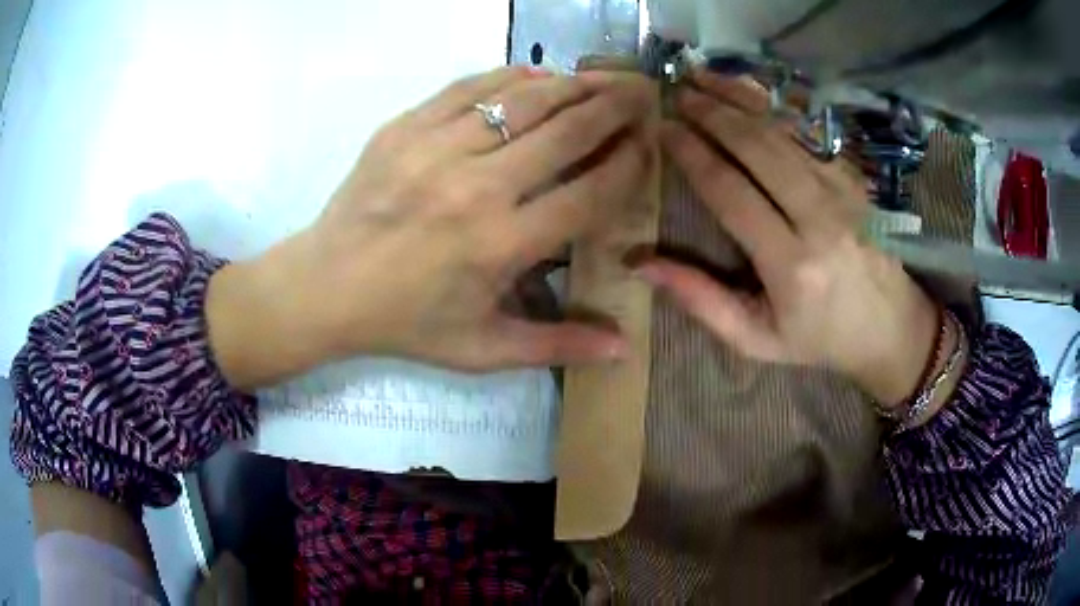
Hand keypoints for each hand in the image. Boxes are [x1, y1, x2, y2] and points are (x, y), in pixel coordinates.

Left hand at [209, 66, 655, 388]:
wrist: (326, 287)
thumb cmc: (407, 322)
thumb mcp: (482, 349)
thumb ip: (557, 346)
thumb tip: (624, 347)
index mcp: (501, 245)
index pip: (589, 192)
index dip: (629, 164)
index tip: (647, 146)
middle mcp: (475, 188)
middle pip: (565, 131)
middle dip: (614, 107)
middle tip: (642, 92)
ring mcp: (434, 149)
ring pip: (522, 100)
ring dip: (571, 84)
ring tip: (602, 78)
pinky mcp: (404, 127)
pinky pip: (469, 87)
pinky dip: (509, 76)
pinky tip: (536, 74)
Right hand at [635, 71, 938, 406]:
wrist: (889, 327)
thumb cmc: (819, 339)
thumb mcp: (756, 339)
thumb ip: (700, 300)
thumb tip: (641, 263)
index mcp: (791, 264)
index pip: (732, 192)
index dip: (693, 155)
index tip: (663, 128)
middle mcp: (819, 218)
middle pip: (759, 148)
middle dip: (713, 113)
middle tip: (677, 92)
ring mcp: (841, 192)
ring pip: (784, 131)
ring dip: (740, 98)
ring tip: (702, 77)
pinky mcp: (852, 180)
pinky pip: (808, 133)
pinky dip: (773, 107)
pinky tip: (747, 91)